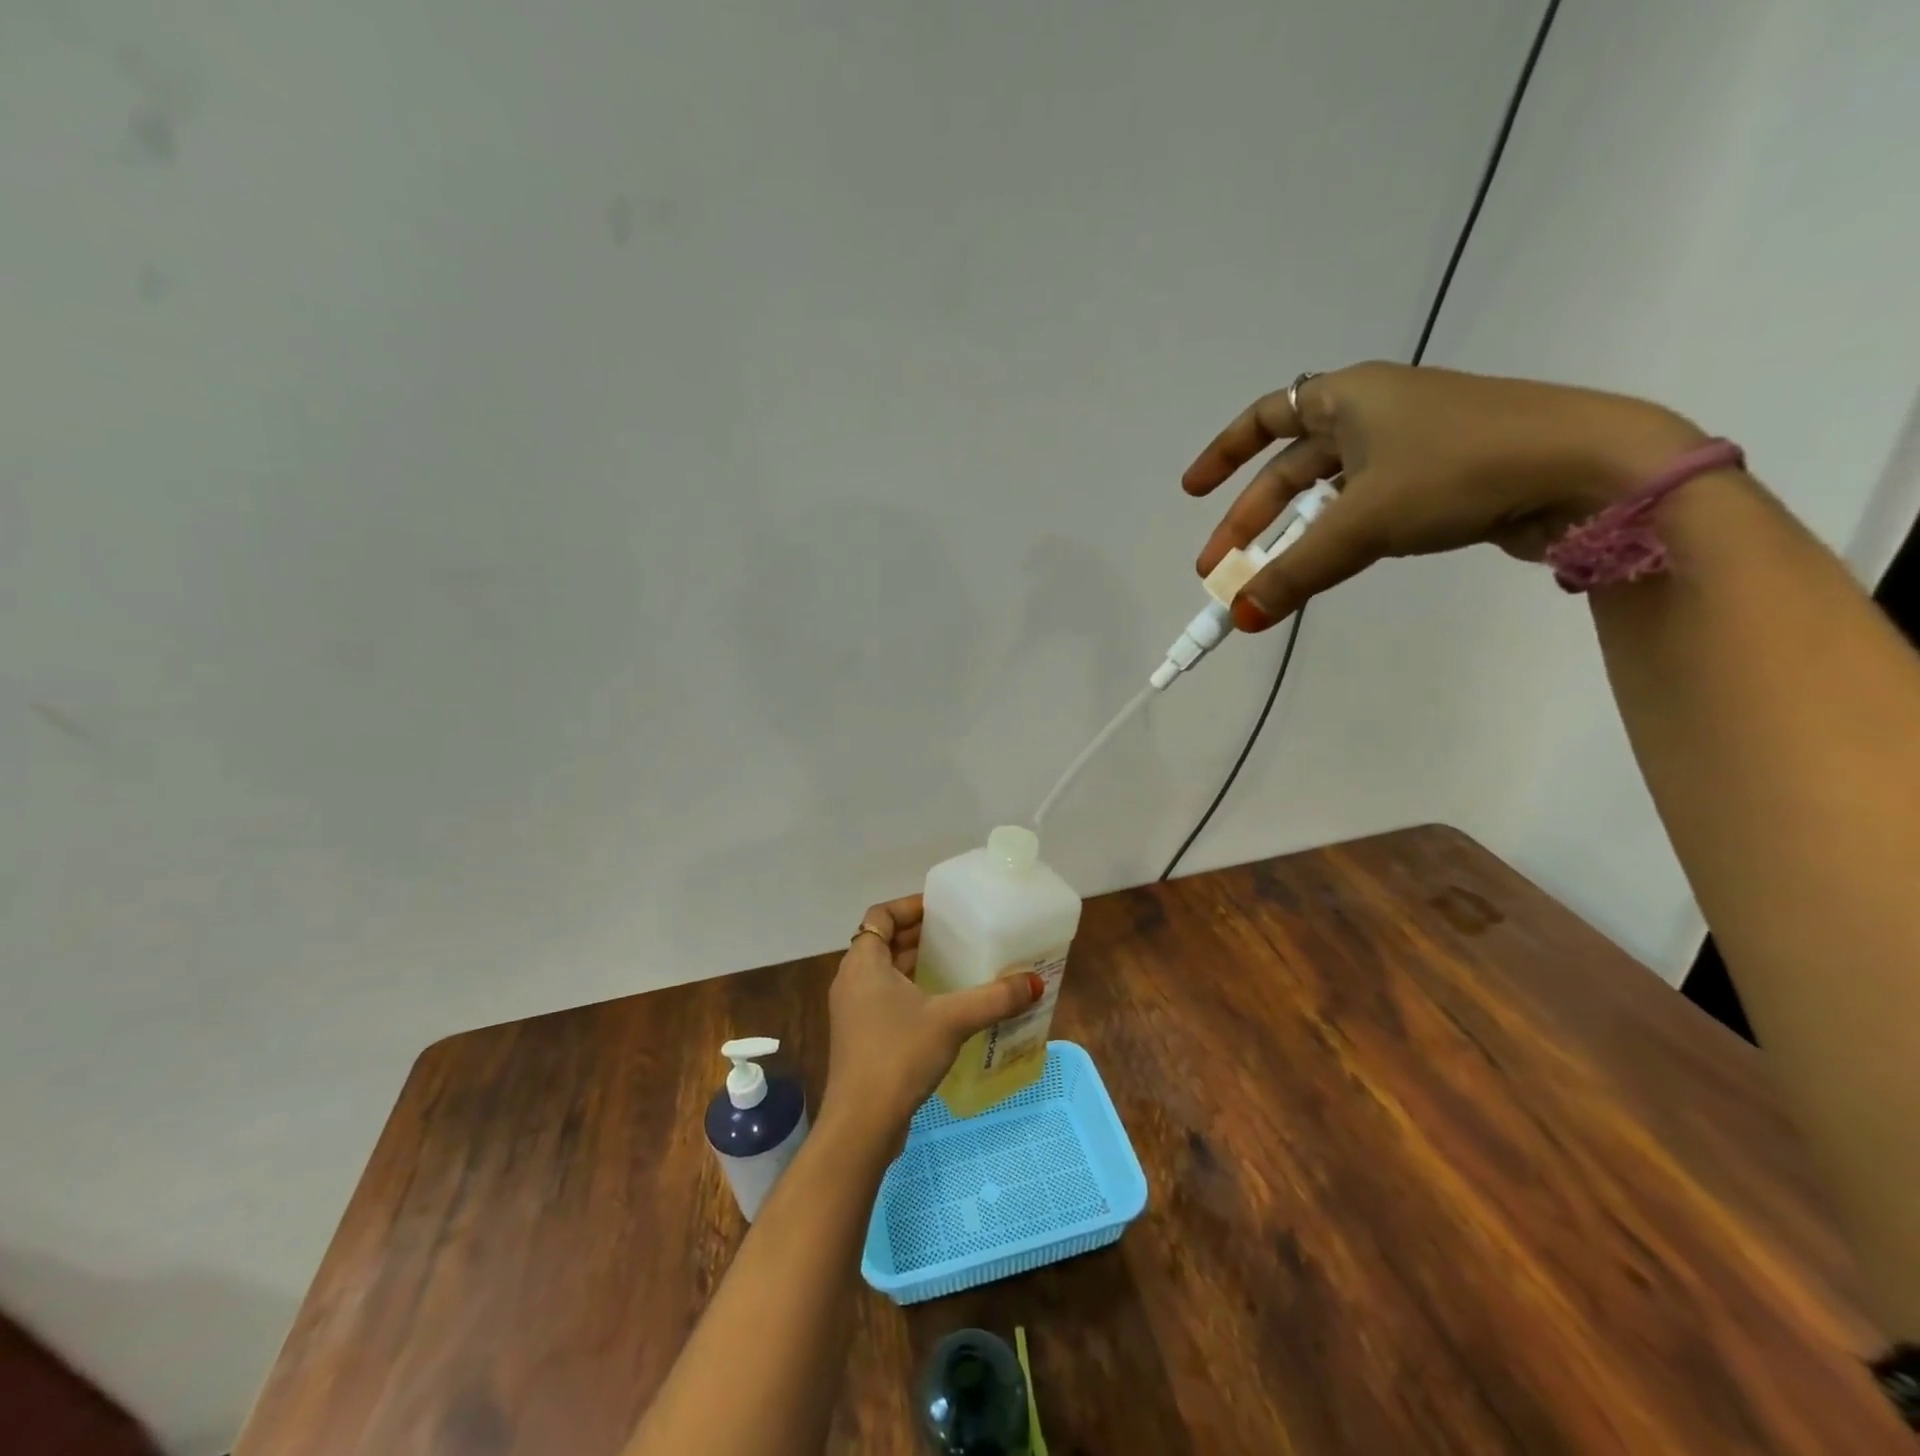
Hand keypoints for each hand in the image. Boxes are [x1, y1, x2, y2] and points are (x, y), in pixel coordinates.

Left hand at [821, 895, 1042, 1142]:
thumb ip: (994, 998)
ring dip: (916, 965)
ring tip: (957, 964)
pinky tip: (944, 1007)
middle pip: (885, 943)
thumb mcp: (952, 1020)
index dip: (910, 906)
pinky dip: (912, 993)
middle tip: (959, 933)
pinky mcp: (861, 1039)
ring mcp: (854, 1012)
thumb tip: (1035, 983)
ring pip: (886, 974)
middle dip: (920, 935)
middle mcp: (852, 981)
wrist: (862, 1125)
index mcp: (863, 963)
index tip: (942, 908)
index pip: (882, 915)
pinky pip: (887, 1000)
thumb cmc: (899, 1054)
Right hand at [1183, 362, 1708, 629]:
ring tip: (1264, 580)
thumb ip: (1294, 572)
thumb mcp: (1363, 523)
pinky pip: (1362, 509)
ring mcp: (1408, 446)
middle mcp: (1374, 413)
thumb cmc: (1461, 469)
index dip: (1222, 455)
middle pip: (1289, 469)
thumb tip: (1239, 618)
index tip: (1192, 493)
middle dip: (1249, 521)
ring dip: (1289, 537)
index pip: (1264, 416)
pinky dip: (1332, 539)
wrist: (1591, 470)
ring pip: (1325, 494)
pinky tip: (1322, 567)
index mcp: (1348, 396)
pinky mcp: (1438, 479)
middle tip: (1219, 570)